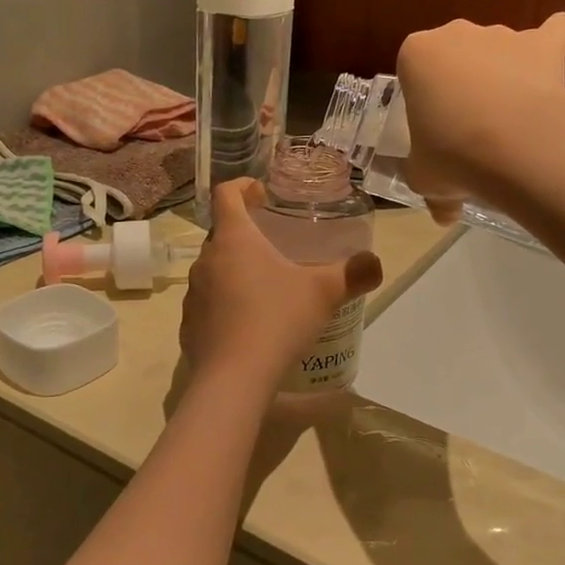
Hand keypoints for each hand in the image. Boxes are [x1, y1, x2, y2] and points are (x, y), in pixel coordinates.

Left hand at [181, 180, 382, 392]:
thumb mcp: (324, 293)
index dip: (243, 186)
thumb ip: (354, 273)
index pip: (227, 194)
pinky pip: (207, 305)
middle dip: (246, 235)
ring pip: (214, 271)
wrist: (234, 378)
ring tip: (264, 290)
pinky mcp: (188, 325)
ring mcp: (193, 294)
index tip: (261, 193)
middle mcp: (206, 260)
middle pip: (222, 234)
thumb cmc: (277, 320)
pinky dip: (224, 307)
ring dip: (235, 272)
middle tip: (275, 248)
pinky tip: (247, 326)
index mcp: (234, 239)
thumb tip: (375, 264)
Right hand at [396, 14, 564, 223]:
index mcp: (416, 55)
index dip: (424, 100)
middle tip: (468, 128)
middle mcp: (457, 33)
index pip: (414, 71)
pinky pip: (554, 32)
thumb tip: (444, 216)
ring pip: (499, 48)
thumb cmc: (450, 154)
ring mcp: (502, 35)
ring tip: (511, 117)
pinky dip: (554, 43)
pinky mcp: (543, 44)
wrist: (511, 144)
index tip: (434, 128)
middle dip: (461, 83)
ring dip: (502, 73)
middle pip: (456, 55)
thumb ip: (432, 191)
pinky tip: (552, 68)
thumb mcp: (425, 178)